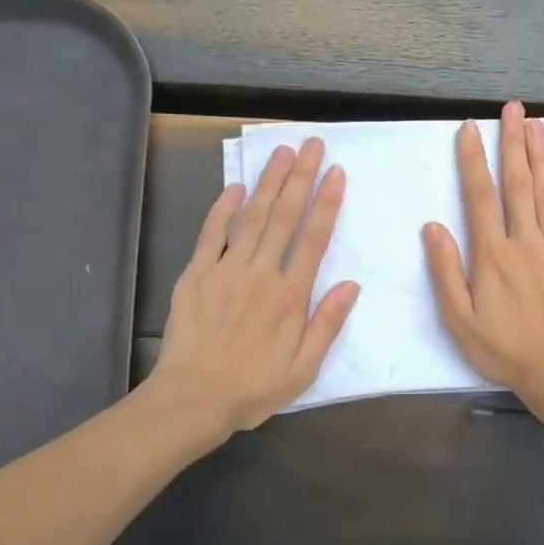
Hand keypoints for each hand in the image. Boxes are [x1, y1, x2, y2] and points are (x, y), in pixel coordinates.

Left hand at [152, 138, 359, 434]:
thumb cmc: (253, 388)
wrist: (192, 399)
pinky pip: (211, 234)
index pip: (314, 238)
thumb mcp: (303, 369)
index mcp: (290, 295)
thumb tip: (352, 284)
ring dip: (268, 182)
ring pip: (252, 216)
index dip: (327, 203)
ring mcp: (226, 270)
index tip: (336, 172)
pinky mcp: (197, 274)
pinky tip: (235, 187)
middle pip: (284, 216)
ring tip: (281, 151)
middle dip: (300, 177)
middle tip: (311, 144)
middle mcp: (261, 273)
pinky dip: (223, 208)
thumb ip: (327, 324)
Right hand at [423, 102, 543, 398]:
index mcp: (493, 254)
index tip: (469, 129)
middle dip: (513, 142)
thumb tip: (433, 226)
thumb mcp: (459, 318)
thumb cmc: (503, 348)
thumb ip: (446, 271)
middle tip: (513, 108)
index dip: (473, 160)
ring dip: (541, 156)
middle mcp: (525, 241)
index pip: (480, 196)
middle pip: (518, 182)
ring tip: (537, 123)